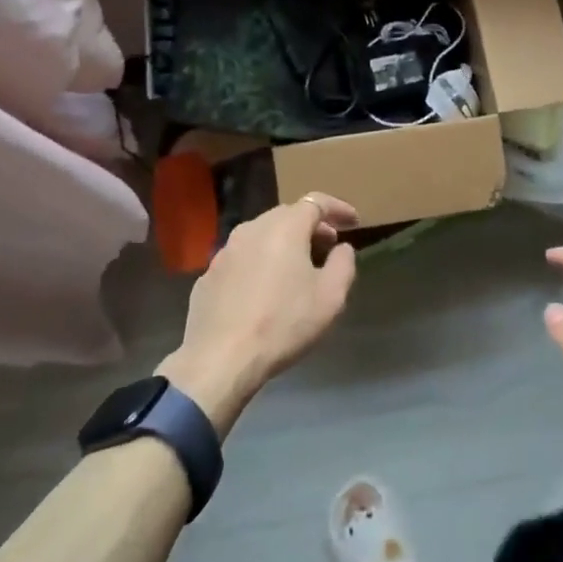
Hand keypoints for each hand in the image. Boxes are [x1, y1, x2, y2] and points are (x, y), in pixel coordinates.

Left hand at [159, 193, 358, 433]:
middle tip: (328, 245)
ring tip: (298, 267)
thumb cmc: (282, 323)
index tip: (354, 222)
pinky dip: (260, 262)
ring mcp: (225, 250)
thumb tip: (342, 248)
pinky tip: (265, 289)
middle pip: (287, 215)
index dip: (338, 208)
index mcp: (284, 227)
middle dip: (311, 226)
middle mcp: (252, 228)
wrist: (219, 359)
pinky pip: (243, 258)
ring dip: (284, 244)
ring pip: (262, 235)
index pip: (316, 202)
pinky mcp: (208, 274)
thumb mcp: (330, 297)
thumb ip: (343, 264)